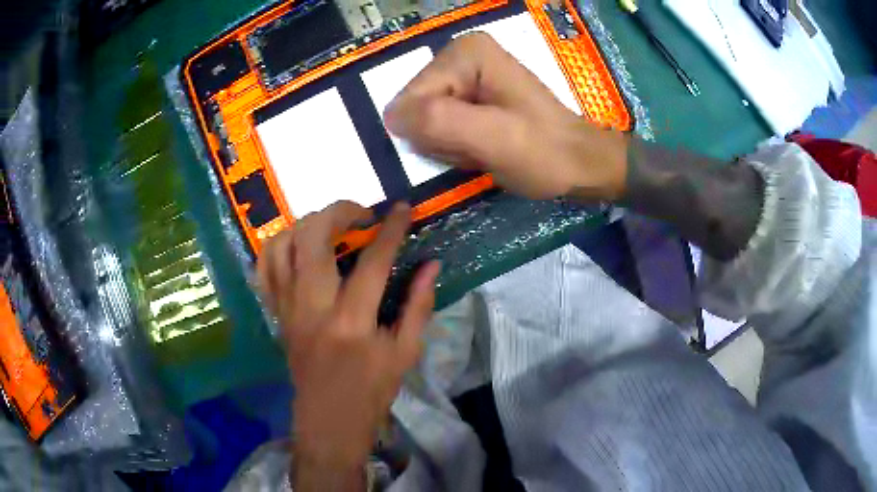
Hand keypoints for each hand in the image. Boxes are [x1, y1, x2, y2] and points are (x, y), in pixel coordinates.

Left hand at [257, 201, 439, 489]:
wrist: (328, 422)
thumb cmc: (371, 393)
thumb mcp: (405, 354)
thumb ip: (419, 305)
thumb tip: (431, 264)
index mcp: (352, 321)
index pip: (372, 260)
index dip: (391, 229)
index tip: (402, 208)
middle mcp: (312, 307)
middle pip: (312, 237)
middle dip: (338, 212)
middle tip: (361, 215)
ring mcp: (287, 308)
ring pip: (281, 245)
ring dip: (306, 224)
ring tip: (330, 228)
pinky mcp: (276, 314)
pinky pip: (264, 268)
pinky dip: (279, 246)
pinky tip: (300, 247)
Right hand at [384, 32, 627, 200]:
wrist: (579, 164)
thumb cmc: (543, 153)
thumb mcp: (492, 138)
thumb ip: (438, 122)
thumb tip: (389, 117)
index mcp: (465, 52)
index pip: (412, 98)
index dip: (433, 132)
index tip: (471, 144)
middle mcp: (461, 54)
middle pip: (418, 107)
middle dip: (442, 138)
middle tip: (478, 149)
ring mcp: (466, 74)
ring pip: (427, 120)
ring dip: (450, 144)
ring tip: (483, 149)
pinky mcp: (472, 93)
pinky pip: (442, 124)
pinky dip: (457, 144)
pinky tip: (482, 147)